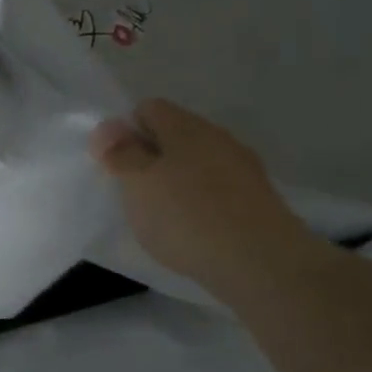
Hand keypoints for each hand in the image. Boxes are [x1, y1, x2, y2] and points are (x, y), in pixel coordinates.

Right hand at [89, 98, 334, 300]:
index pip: (148, 108)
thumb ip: (120, 152)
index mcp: (186, 127)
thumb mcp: (137, 183)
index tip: (115, 163)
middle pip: (173, 134)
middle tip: (132, 190)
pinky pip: (215, 187)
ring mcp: (242, 168)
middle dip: (149, 156)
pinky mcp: (256, 198)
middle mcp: (217, 138)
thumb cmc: (187, 216)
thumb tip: (108, 126)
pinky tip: (190, 226)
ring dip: (173, 179)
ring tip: (159, 212)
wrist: (263, 263)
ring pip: (195, 161)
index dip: (126, 130)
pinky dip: (197, 200)